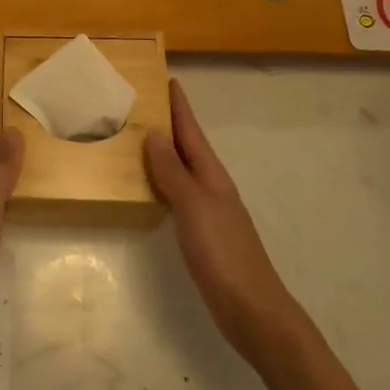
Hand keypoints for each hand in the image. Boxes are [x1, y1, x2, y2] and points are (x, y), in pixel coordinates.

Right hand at [144, 79, 305, 367]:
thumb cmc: (224, 253)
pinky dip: (162, 181)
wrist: (253, 311)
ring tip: (136, 137)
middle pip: (187, 146)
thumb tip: (154, 134)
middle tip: (141, 102)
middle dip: (168, 123)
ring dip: (163, 151)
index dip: (179, 106)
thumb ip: (173, 171)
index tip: (167, 79)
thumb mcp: (194, 206)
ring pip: (182, 169)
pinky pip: (177, 194)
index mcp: (211, 175)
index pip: (192, 131)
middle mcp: (211, 186)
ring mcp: (208, 210)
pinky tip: (148, 186)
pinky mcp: (202, 233)